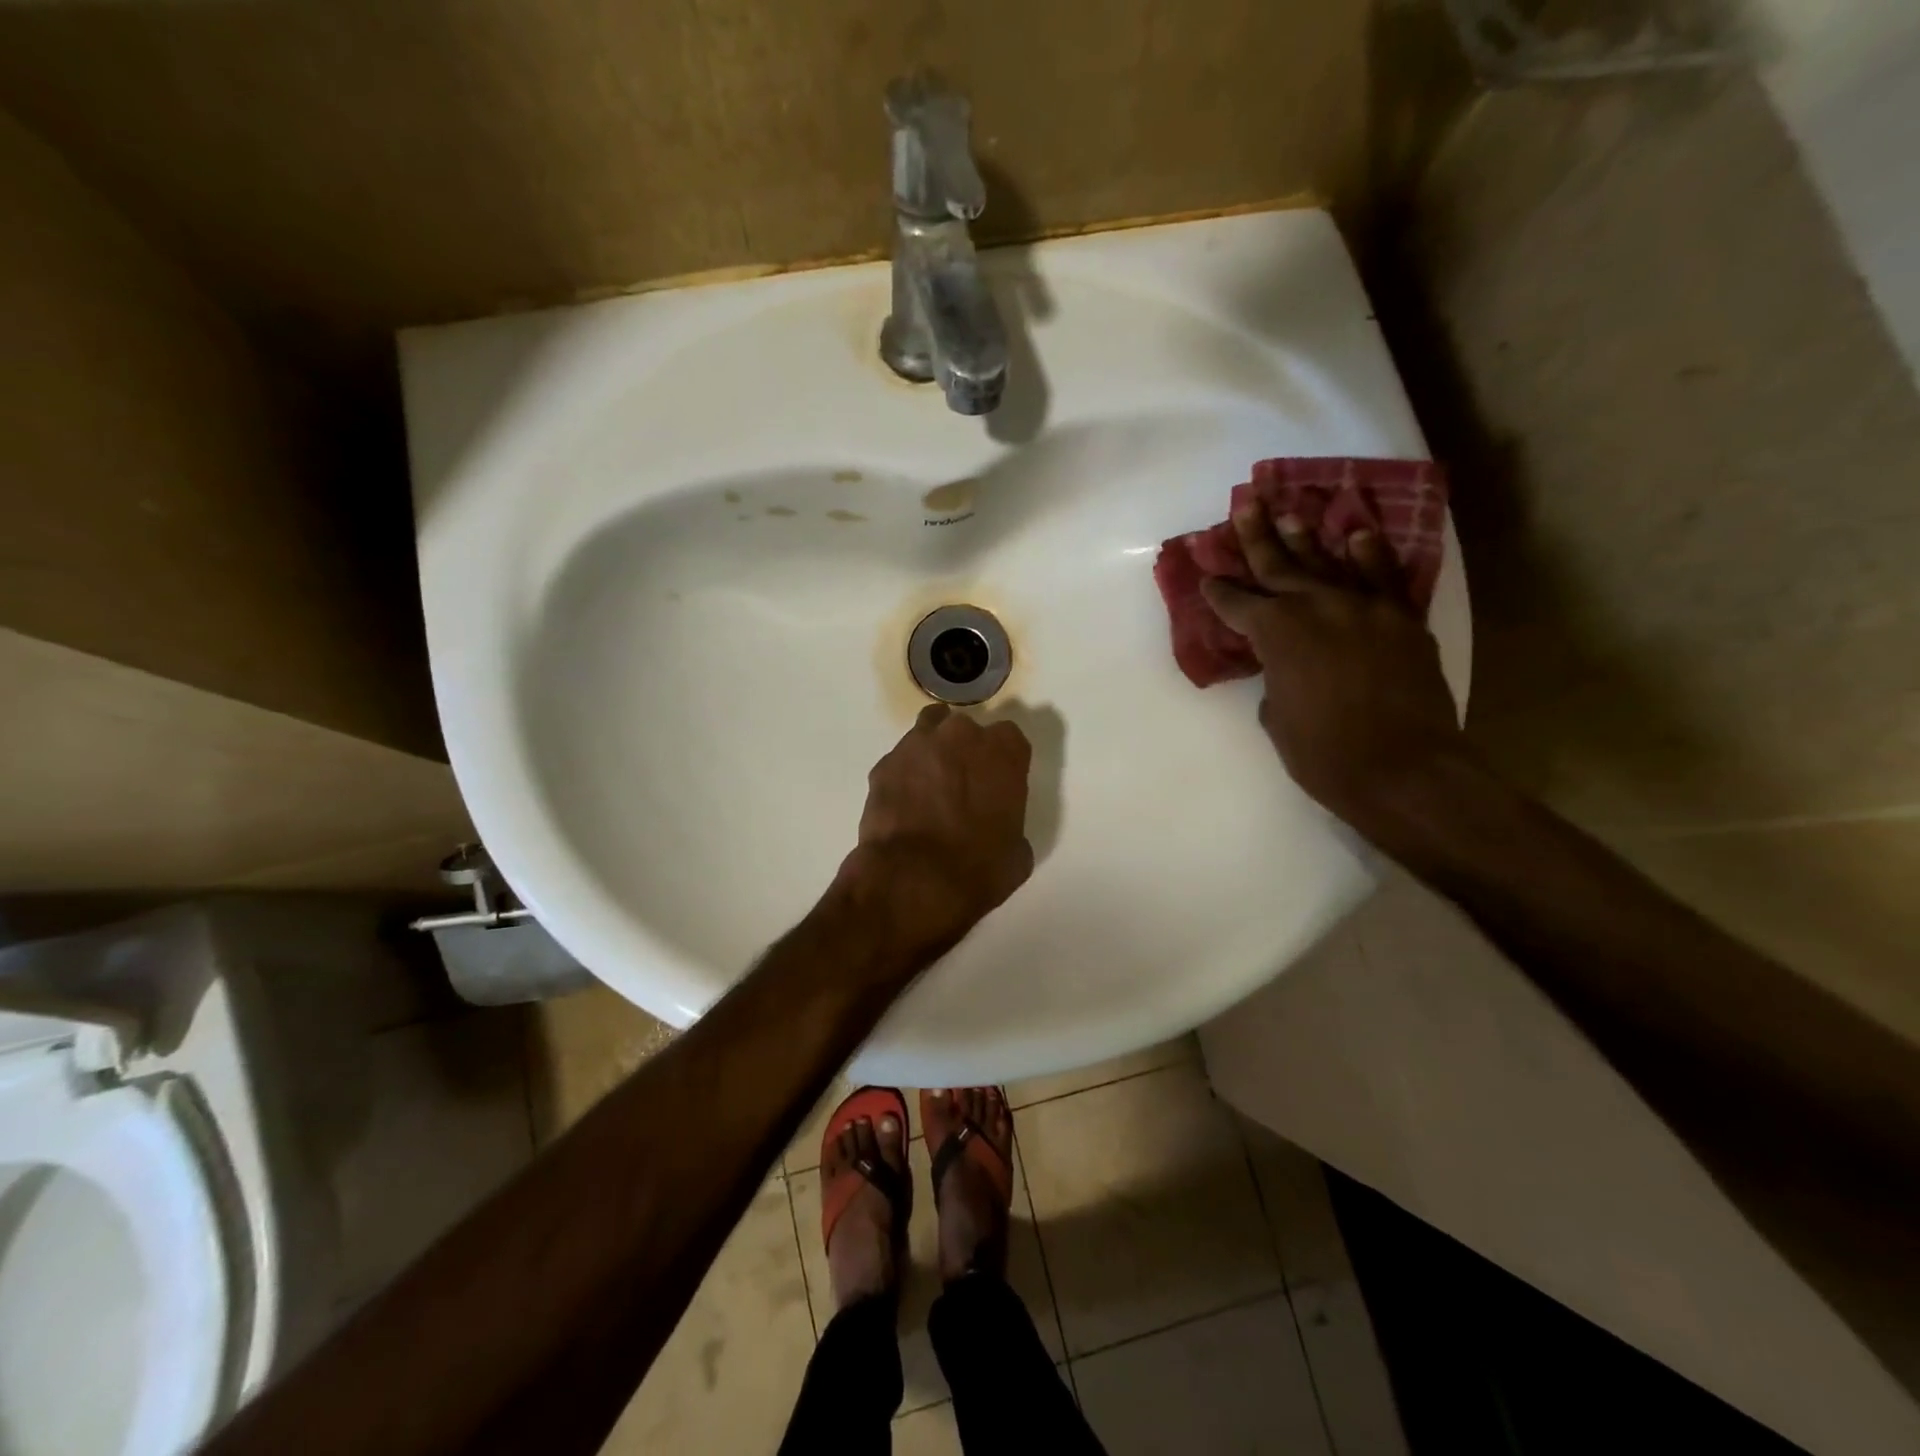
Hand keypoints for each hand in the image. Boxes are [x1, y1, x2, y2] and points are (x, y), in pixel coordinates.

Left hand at [839, 704, 1034, 952]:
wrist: (914, 880)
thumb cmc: (978, 868)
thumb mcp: (1017, 852)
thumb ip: (1010, 822)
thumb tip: (996, 827)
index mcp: (1003, 750)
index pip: (1009, 738)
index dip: (1003, 760)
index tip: (998, 782)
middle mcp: (961, 735)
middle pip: (965, 730)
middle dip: (964, 751)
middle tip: (963, 785)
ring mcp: (917, 745)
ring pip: (927, 733)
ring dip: (931, 753)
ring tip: (929, 786)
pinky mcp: (884, 764)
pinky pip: (899, 762)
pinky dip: (903, 776)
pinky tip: (903, 805)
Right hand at [1199, 500, 1466, 825]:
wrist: (1404, 768)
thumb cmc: (1324, 753)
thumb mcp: (1277, 718)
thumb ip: (1275, 680)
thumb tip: (1285, 667)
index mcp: (1276, 634)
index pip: (1238, 605)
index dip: (1219, 592)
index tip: (1207, 577)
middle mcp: (1316, 607)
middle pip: (1279, 565)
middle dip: (1257, 537)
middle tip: (1246, 505)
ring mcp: (1364, 608)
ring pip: (1329, 562)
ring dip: (1307, 538)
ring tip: (1291, 513)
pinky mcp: (1402, 619)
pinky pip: (1383, 577)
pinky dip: (1370, 554)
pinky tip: (1358, 534)